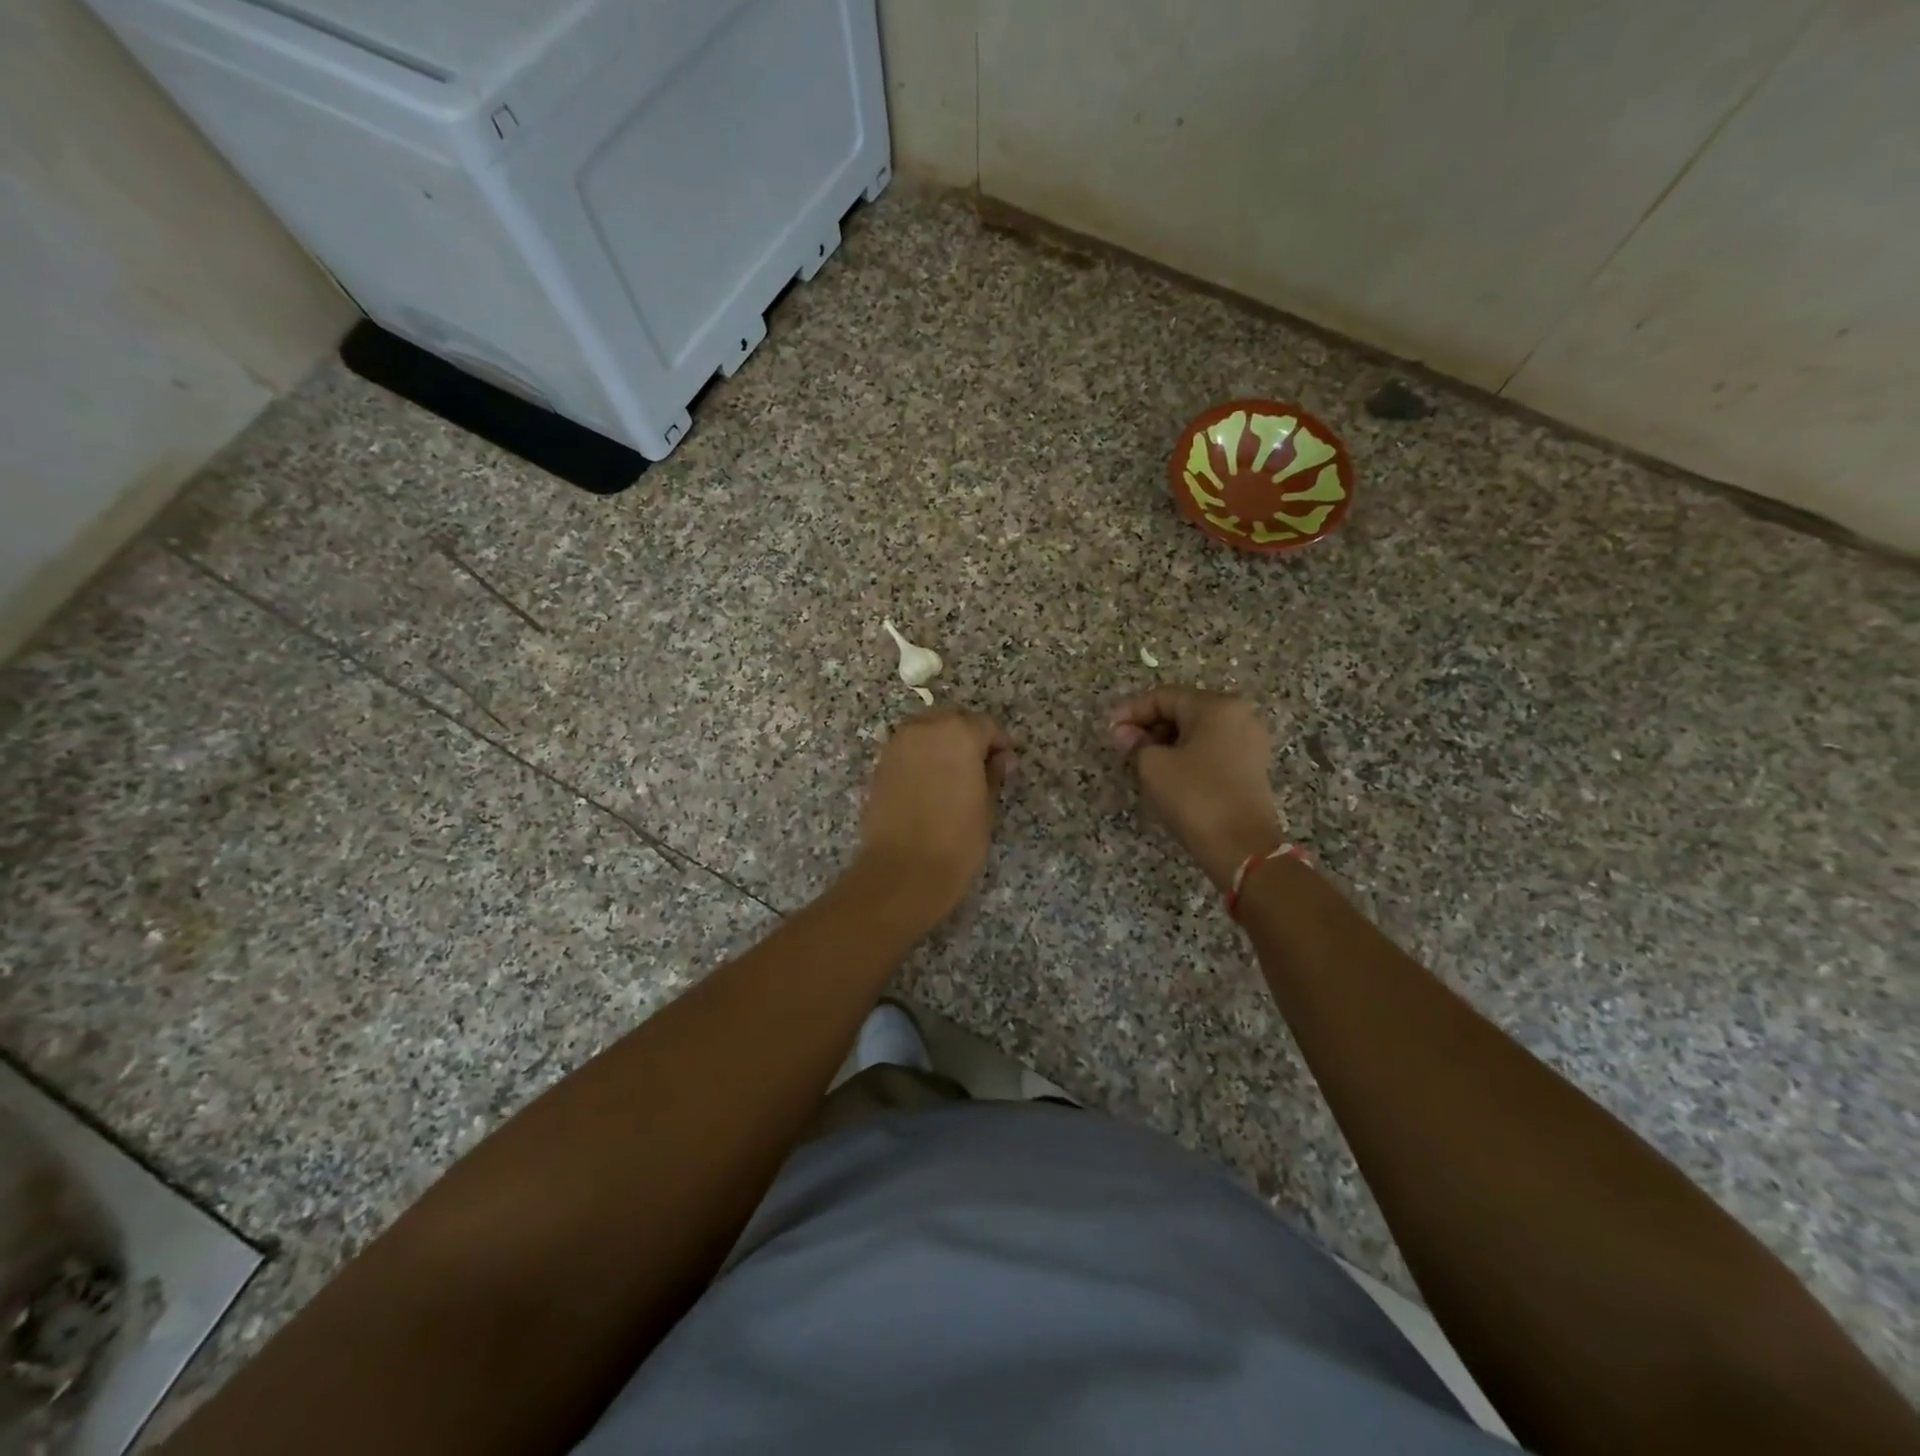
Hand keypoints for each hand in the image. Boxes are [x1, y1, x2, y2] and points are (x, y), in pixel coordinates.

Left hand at [856, 709, 1013, 922]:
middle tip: (980, 768)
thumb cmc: (957, 840)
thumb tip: (999, 759)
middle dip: (968, 738)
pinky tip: (929, 786)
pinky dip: (921, 759)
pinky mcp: (880, 765)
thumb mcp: (987, 806)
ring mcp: (898, 745)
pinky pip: (908, 750)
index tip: (1005, 764)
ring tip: (953, 777)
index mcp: (958, 733)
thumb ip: (994, 774)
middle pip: (953, 721)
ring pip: (927, 732)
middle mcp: (925, 728)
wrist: (903, 871)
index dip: (999, 744)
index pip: (986, 725)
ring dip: (942, 745)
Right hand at [1110, 687, 1285, 891]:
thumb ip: (1135, 743)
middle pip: (1183, 711)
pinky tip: (1168, 775)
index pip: (1164, 697)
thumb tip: (1124, 733)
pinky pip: (1212, 750)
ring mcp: (1250, 743)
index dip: (1132, 711)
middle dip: (1150, 727)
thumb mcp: (1154, 767)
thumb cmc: (1195, 798)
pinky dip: (1187, 756)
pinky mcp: (1251, 768)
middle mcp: (1239, 716)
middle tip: (1123, 748)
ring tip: (1141, 763)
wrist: (1243, 849)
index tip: (1109, 730)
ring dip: (1166, 743)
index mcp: (1217, 707)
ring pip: (1197, 732)